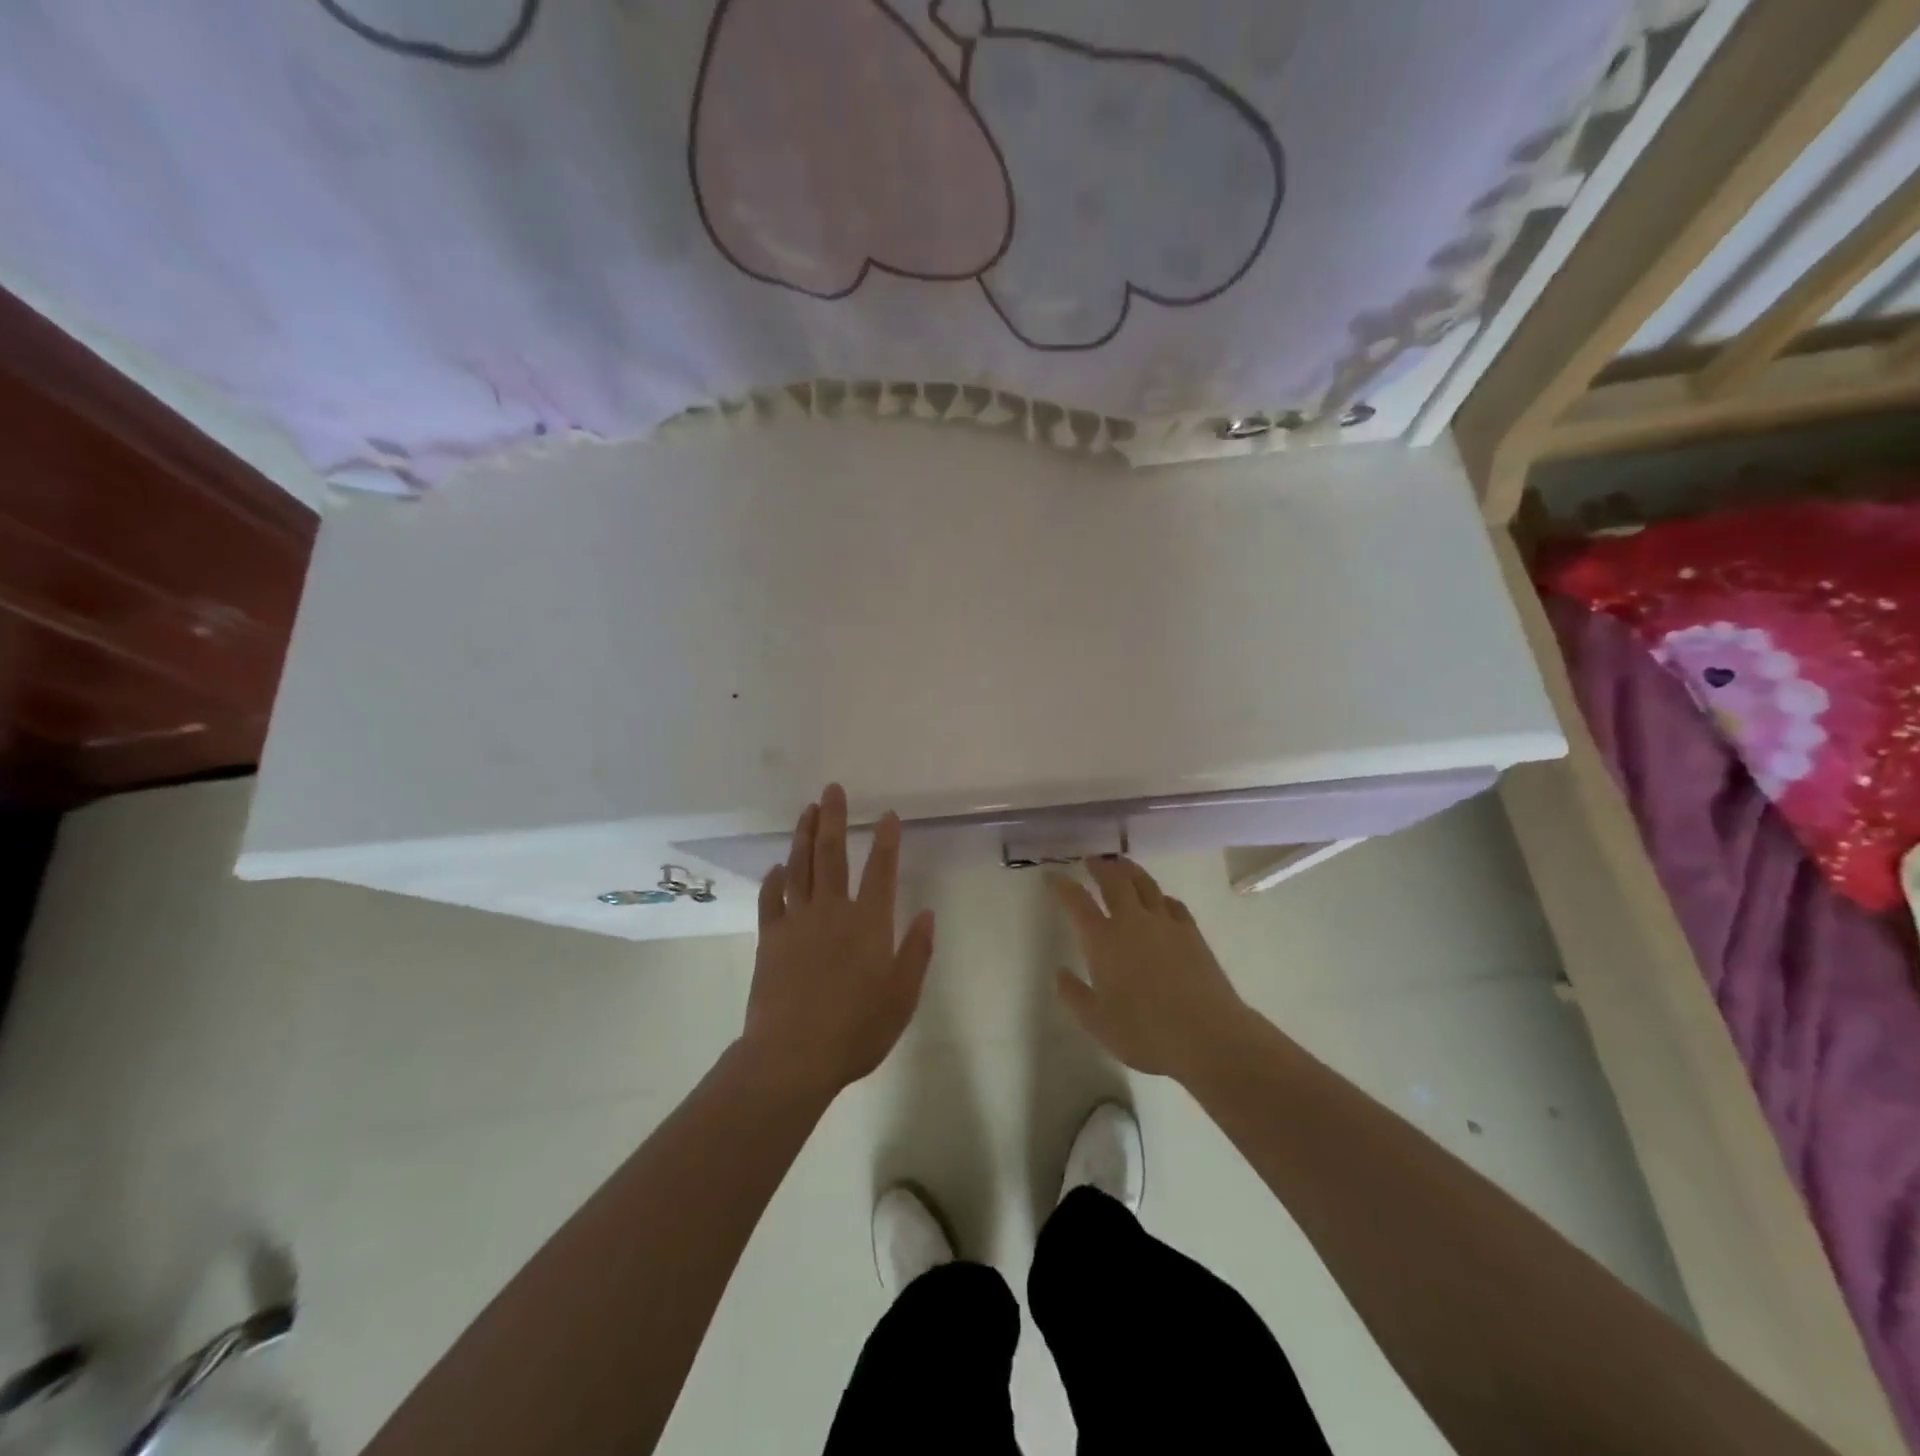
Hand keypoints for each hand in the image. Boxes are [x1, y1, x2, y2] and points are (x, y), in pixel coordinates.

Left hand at [739, 784, 934, 1099]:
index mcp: (869, 923)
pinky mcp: (770, 938)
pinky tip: (777, 867)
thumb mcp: (902, 996)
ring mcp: (797, 922)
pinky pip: (771, 899)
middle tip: (832, 790)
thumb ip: (916, 952)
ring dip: (804, 836)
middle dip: (835, 819)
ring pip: (800, 868)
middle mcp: (833, 911)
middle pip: (832, 855)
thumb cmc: (857, 1029)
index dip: (887, 840)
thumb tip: (928, 913)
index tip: (888, 815)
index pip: (881, 870)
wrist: (793, 1055)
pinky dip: (774, 880)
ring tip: (807, 810)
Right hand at [1048, 858, 1249, 1082]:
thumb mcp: (1097, 1024)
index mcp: (1103, 941)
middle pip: (1114, 880)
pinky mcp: (1191, 932)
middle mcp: (1132, 922)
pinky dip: (1159, 895)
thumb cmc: (1146, 1033)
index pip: (1077, 902)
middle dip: (1100, 866)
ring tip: (1122, 866)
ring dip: (1129, 870)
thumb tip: (1061, 973)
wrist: (1208, 1035)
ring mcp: (1165, 923)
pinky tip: (1159, 901)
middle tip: (1091, 860)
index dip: (1062, 886)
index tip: (1052, 876)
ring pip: (1144, 884)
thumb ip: (1074, 996)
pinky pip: (1171, 903)